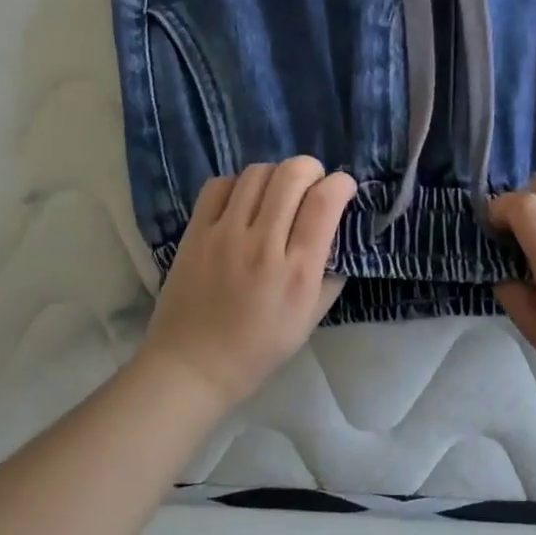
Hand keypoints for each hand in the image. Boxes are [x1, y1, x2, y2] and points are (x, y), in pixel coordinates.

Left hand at [141, 158, 356, 412]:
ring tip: (278, 193)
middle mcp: (262, 245)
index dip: (341, 183)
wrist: (192, 365)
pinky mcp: (195, 232)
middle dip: (312, 169)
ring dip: (276, 174)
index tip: (344, 188)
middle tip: (312, 185)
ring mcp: (224, 235)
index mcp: (297, 272)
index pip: (325, 202)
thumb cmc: (259, 348)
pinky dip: (239, 184)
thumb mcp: (310, 318)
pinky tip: (244, 201)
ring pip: (257, 172)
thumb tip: (340, 232)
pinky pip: (220, 184)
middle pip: (292, 174)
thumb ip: (332, 274)